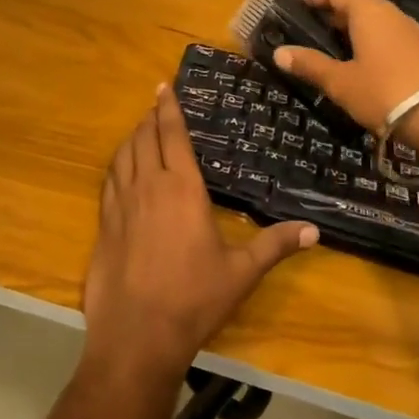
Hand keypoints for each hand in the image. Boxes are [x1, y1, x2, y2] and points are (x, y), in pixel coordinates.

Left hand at [83, 85, 316, 380]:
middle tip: (156, 104)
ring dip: (132, 137)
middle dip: (150, 117)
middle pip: (144, 137)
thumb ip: (275, 246)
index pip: (172, 135)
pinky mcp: (104, 221)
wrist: (138, 331)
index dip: (168, 108)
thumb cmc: (194, 298)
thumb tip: (314, 231)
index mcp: (182, 188)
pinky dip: (116, 164)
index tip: (164, 87)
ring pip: (123, 154)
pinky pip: (109, 179)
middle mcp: (148, 185)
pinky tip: (121, 169)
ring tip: (141, 130)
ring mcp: (121, 202)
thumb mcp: (241, 272)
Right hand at [272, 0, 418, 134]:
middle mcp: (391, 14)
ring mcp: (412, 33)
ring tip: (328, 52)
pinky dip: (368, 45)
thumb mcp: (340, 82)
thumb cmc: (385, 92)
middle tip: (305, 32)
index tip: (292, 5)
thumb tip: (279, 53)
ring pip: (373, 23)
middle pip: (355, 4)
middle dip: (329, 15)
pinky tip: (358, 68)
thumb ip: (309, 65)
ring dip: (350, 32)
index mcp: (368, 11)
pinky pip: (388, 39)